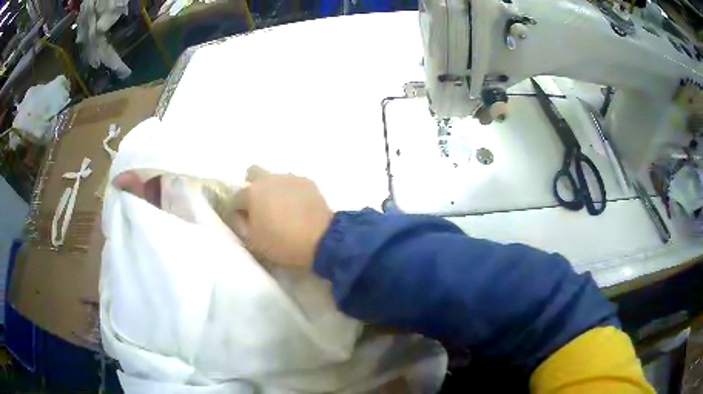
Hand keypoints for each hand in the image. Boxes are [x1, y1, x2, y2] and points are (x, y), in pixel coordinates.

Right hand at [226, 166, 332, 268]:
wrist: (322, 239)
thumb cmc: (283, 243)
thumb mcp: (253, 242)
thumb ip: (241, 226)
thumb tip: (240, 216)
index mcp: (251, 192)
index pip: (234, 198)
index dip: (236, 212)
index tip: (243, 223)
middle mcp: (269, 179)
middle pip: (252, 173)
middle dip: (252, 187)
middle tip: (260, 207)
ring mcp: (290, 178)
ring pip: (275, 178)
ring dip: (273, 190)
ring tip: (283, 210)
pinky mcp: (308, 182)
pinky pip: (293, 184)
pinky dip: (291, 193)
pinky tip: (298, 209)